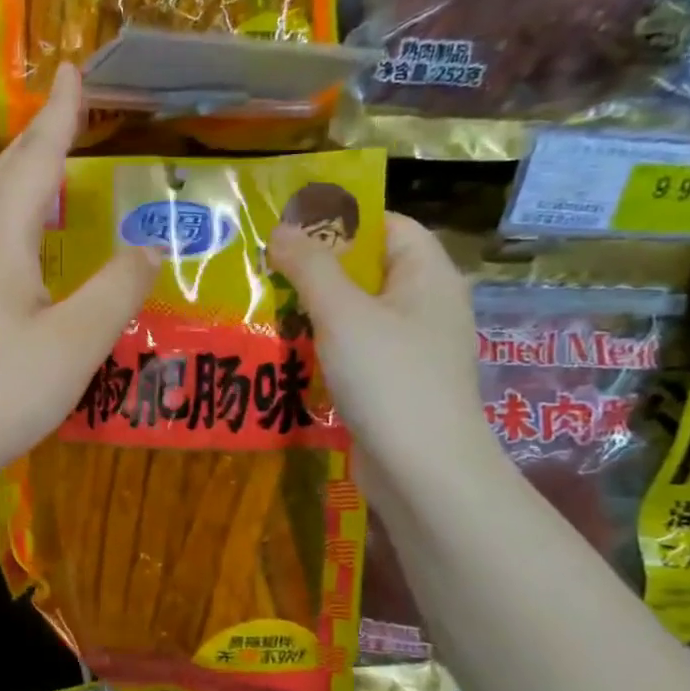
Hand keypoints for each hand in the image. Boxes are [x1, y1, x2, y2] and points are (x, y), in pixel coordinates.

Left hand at [0, 64, 158, 488]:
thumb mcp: (74, 344)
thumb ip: (117, 291)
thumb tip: (150, 245)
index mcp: (0, 242)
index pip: (36, 161)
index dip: (59, 116)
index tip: (73, 71)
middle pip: (1, 176)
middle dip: (34, 140)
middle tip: (64, 117)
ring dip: (14, 177)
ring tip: (42, 170)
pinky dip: (3, 217)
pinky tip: (13, 243)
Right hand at [267, 212, 499, 498]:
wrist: (423, 471)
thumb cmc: (390, 378)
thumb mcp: (343, 313)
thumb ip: (311, 267)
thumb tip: (282, 229)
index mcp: (427, 277)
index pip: (389, 225)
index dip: (342, 219)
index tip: (290, 225)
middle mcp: (424, 306)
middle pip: (367, 269)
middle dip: (315, 266)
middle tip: (263, 264)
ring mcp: (409, 348)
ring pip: (354, 313)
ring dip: (311, 308)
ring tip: (261, 303)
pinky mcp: (391, 383)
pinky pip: (352, 349)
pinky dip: (320, 345)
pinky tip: (282, 349)